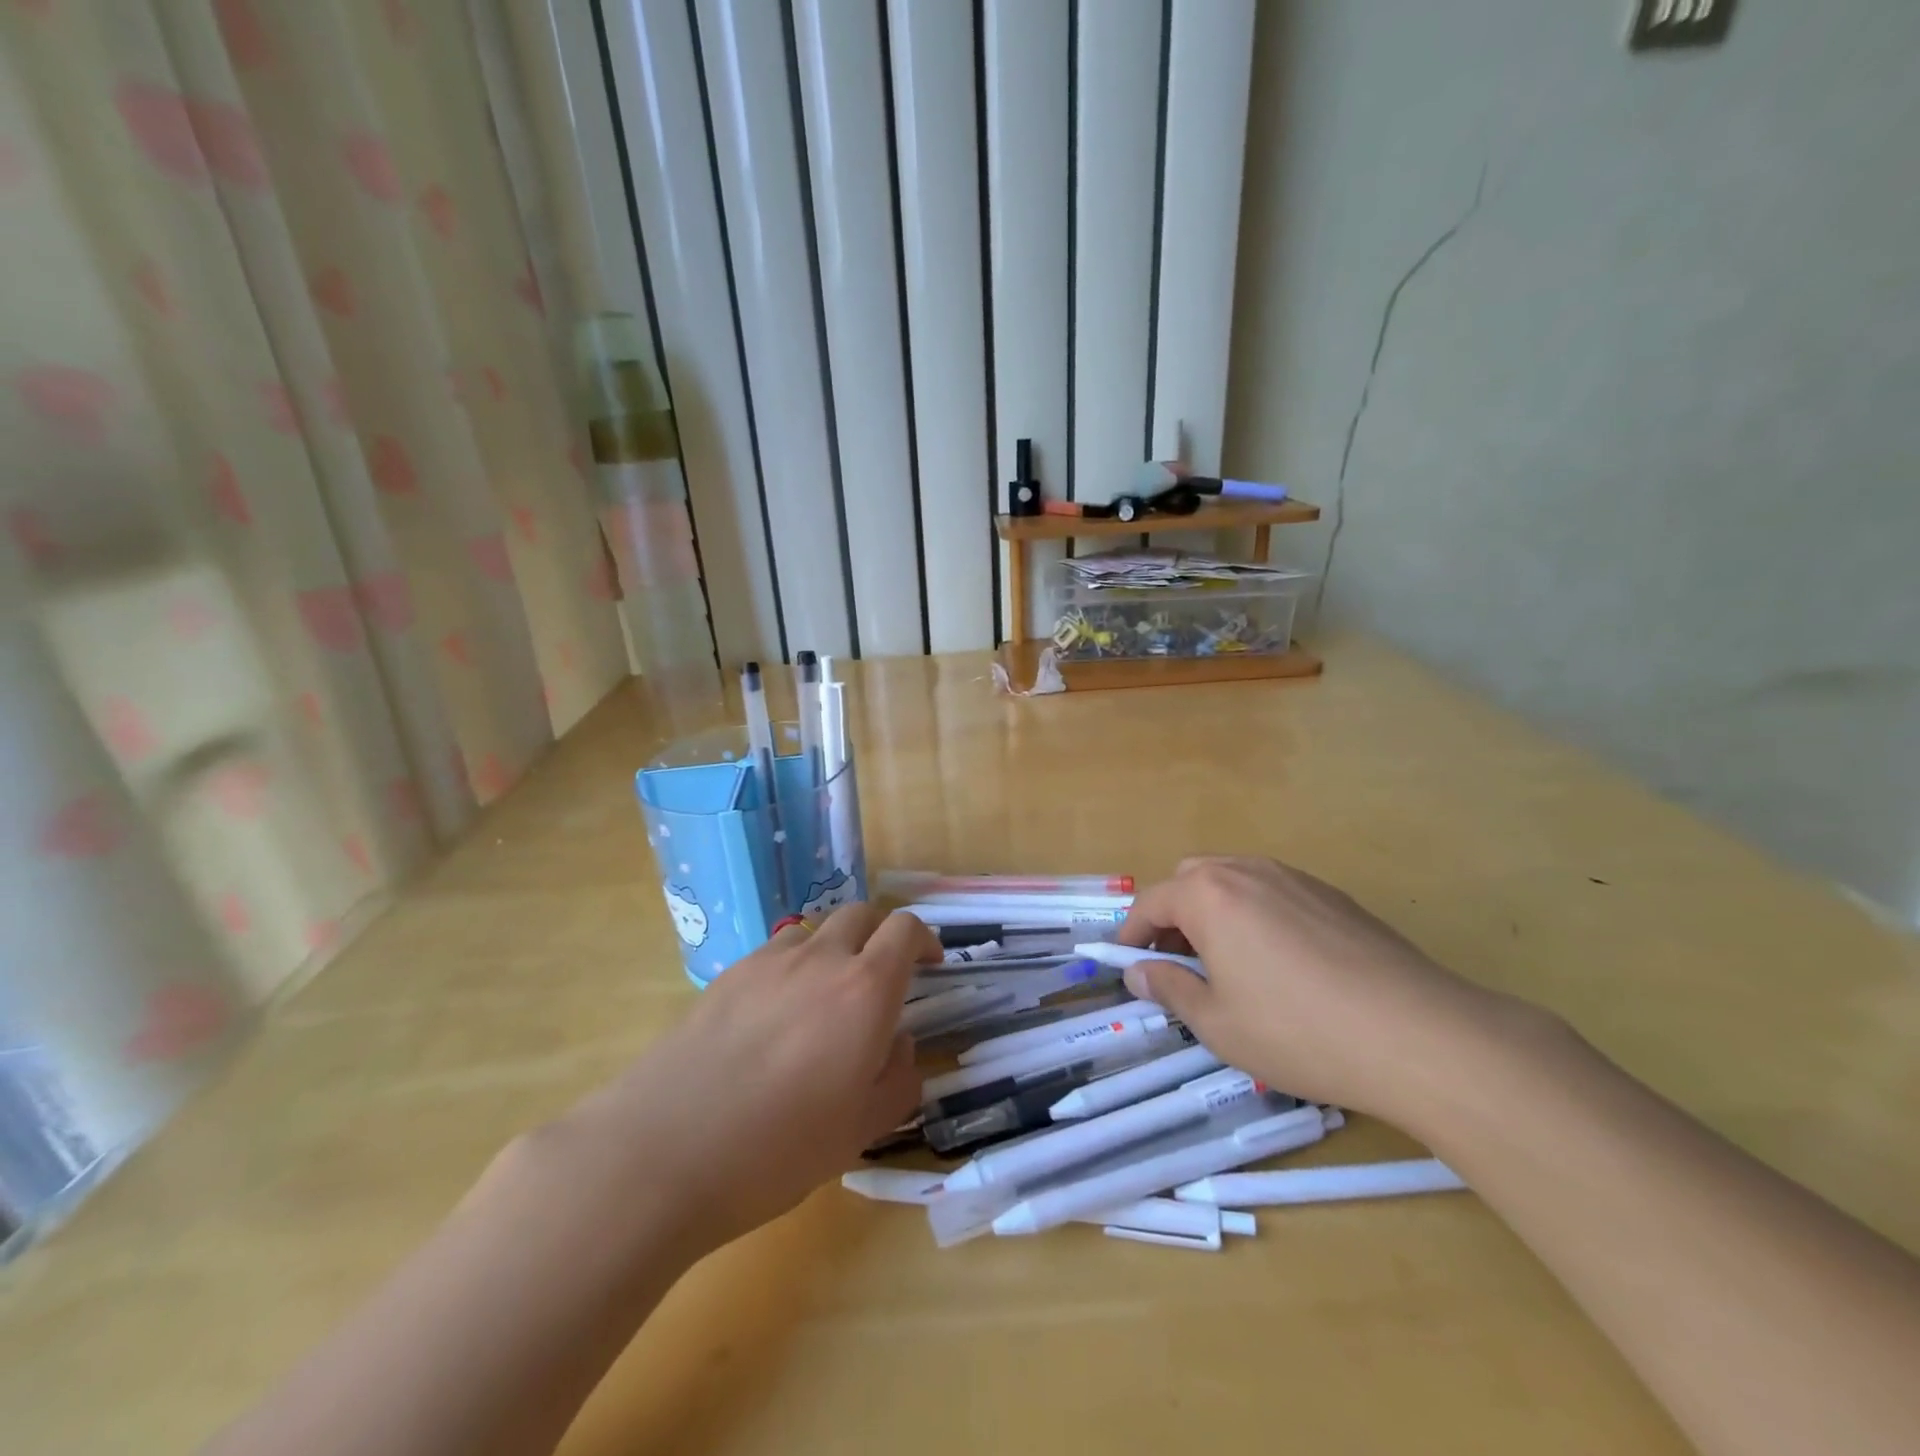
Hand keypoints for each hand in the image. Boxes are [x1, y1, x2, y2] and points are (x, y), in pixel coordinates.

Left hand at [558, 903, 937, 1253]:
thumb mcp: (860, 1131)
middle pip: (862, 914)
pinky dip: (793, 967)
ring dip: (835, 947)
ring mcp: (768, 962)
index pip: (905, 929)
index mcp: (865, 989)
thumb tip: (899, 1045)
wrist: (662, 1151)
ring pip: (815, 930)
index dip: (925, 939)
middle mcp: (821, 959)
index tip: (931, 964)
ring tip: (826, 996)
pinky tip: (776, 1017)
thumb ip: (897, 1080)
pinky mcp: (726, 976)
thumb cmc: (777, 1149)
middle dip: (881, 934)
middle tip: (883, 975)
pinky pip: (775, 953)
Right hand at [1115, 857, 1524, 1127]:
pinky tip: (1278, 962)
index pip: (1152, 902)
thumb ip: (1169, 988)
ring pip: (1233, 880)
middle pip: (1190, 879)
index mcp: (1209, 895)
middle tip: (1177, 962)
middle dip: (1172, 914)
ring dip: (1213, 911)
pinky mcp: (1333, 895)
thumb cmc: (1298, 1032)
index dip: (1131, 933)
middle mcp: (1247, 871)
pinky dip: (1254, 914)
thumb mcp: (1218, 1023)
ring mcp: (1295, 878)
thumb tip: (1137, 973)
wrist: (1417, 1035)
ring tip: (1225, 962)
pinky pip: (1273, 891)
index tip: (1126, 963)